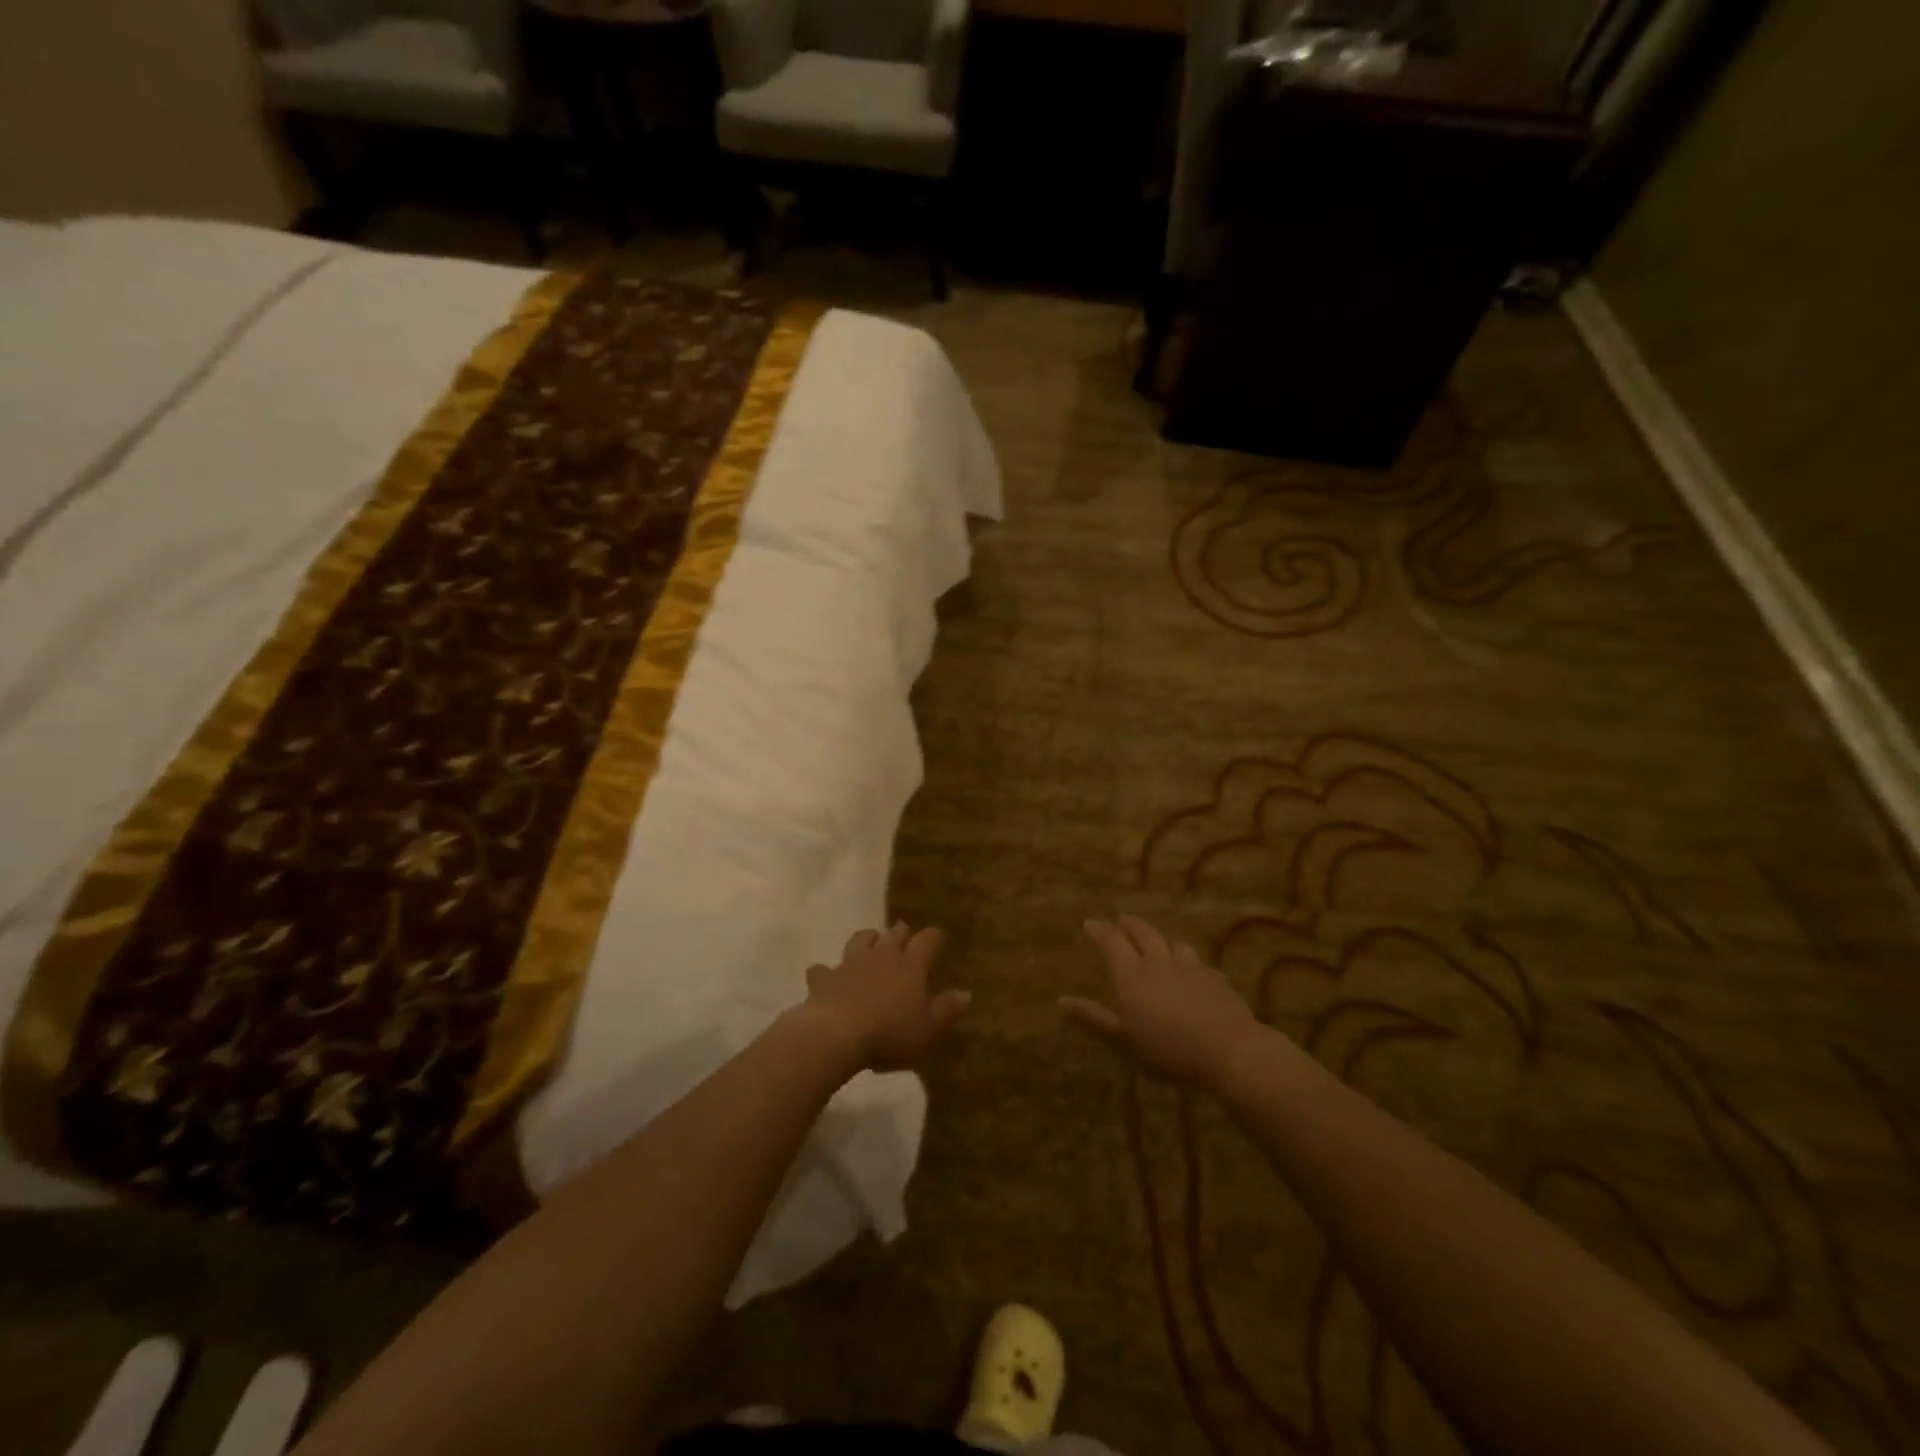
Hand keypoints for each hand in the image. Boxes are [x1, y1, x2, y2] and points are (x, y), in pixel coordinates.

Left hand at [803, 923, 970, 1072]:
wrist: (836, 1035)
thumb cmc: (890, 1033)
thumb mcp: (928, 1028)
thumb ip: (947, 1009)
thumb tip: (966, 993)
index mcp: (911, 965)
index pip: (928, 940)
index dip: (934, 937)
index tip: (938, 939)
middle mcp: (882, 955)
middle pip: (895, 933)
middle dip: (902, 933)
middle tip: (906, 939)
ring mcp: (851, 963)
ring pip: (861, 939)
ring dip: (868, 940)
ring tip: (871, 945)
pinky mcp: (824, 978)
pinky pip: (823, 969)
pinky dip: (826, 972)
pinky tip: (826, 977)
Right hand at [1061, 916, 1264, 1086]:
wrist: (1228, 1049)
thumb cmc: (1167, 1047)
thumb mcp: (1123, 1039)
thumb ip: (1093, 1018)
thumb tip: (1060, 1001)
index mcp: (1131, 974)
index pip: (1111, 941)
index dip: (1099, 931)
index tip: (1089, 923)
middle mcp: (1158, 961)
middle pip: (1142, 933)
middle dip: (1129, 924)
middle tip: (1121, 920)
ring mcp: (1190, 967)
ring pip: (1174, 944)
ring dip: (1162, 941)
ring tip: (1159, 945)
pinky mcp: (1216, 978)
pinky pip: (1199, 963)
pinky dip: (1189, 963)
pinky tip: (1194, 973)